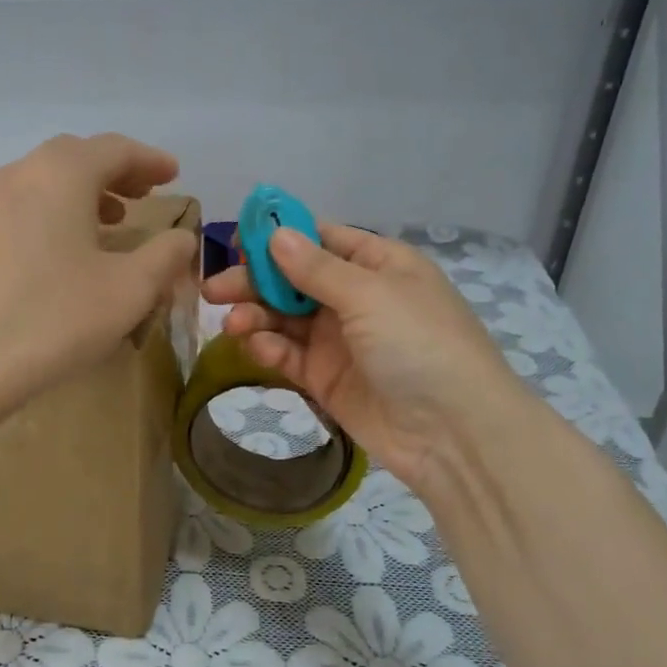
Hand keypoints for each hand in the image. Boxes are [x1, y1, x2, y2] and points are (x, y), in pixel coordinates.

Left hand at [0, 134, 197, 412]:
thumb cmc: (55, 318)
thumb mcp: (129, 290)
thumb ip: (165, 256)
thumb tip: (182, 238)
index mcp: (62, 174)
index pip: (114, 149)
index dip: (150, 160)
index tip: (174, 175)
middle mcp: (20, 174)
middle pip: (76, 157)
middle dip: (115, 171)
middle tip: (144, 193)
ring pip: (44, 180)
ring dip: (83, 192)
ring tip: (111, 221)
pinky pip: (22, 205)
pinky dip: (53, 210)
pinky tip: (64, 248)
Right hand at [201, 226, 530, 496]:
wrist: (452, 433)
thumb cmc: (418, 344)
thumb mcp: (370, 294)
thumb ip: (316, 268)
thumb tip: (276, 234)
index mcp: (378, 265)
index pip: (321, 239)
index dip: (279, 238)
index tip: (235, 242)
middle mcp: (357, 297)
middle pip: (294, 280)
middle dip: (255, 281)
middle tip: (213, 290)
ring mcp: (340, 340)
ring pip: (285, 318)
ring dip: (256, 316)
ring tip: (233, 324)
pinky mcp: (326, 378)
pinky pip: (289, 354)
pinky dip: (270, 348)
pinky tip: (257, 347)